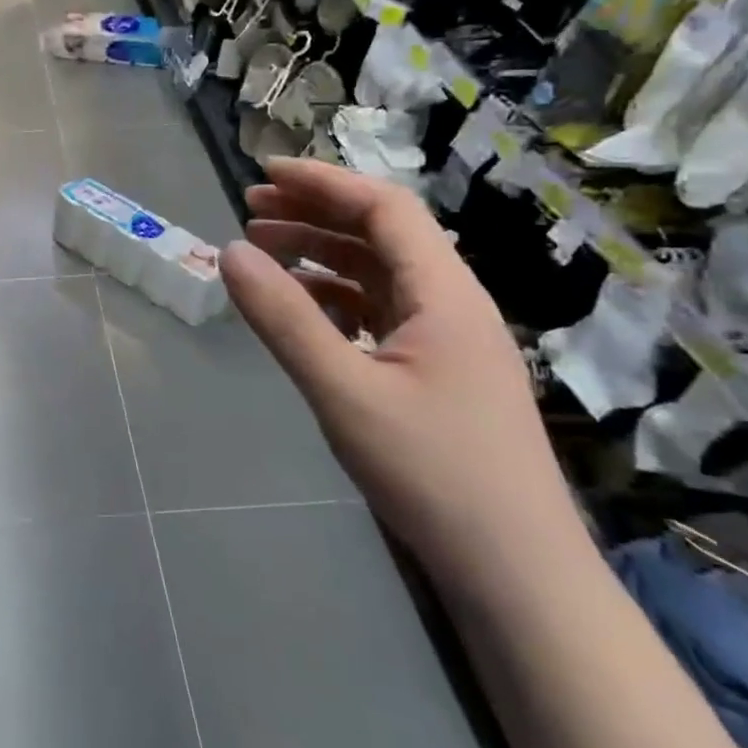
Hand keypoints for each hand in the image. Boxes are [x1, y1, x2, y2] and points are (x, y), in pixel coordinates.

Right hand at [218, 158, 586, 585]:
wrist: (517, 575)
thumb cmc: (434, 475)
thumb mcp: (344, 392)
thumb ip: (284, 318)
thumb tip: (230, 251)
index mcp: (445, 294)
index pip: (384, 208)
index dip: (322, 182)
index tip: (262, 173)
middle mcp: (452, 304)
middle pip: (380, 235)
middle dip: (314, 214)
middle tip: (249, 211)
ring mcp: (447, 341)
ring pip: (378, 275)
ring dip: (321, 256)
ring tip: (263, 254)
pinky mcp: (437, 374)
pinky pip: (379, 314)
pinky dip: (334, 299)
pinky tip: (301, 312)